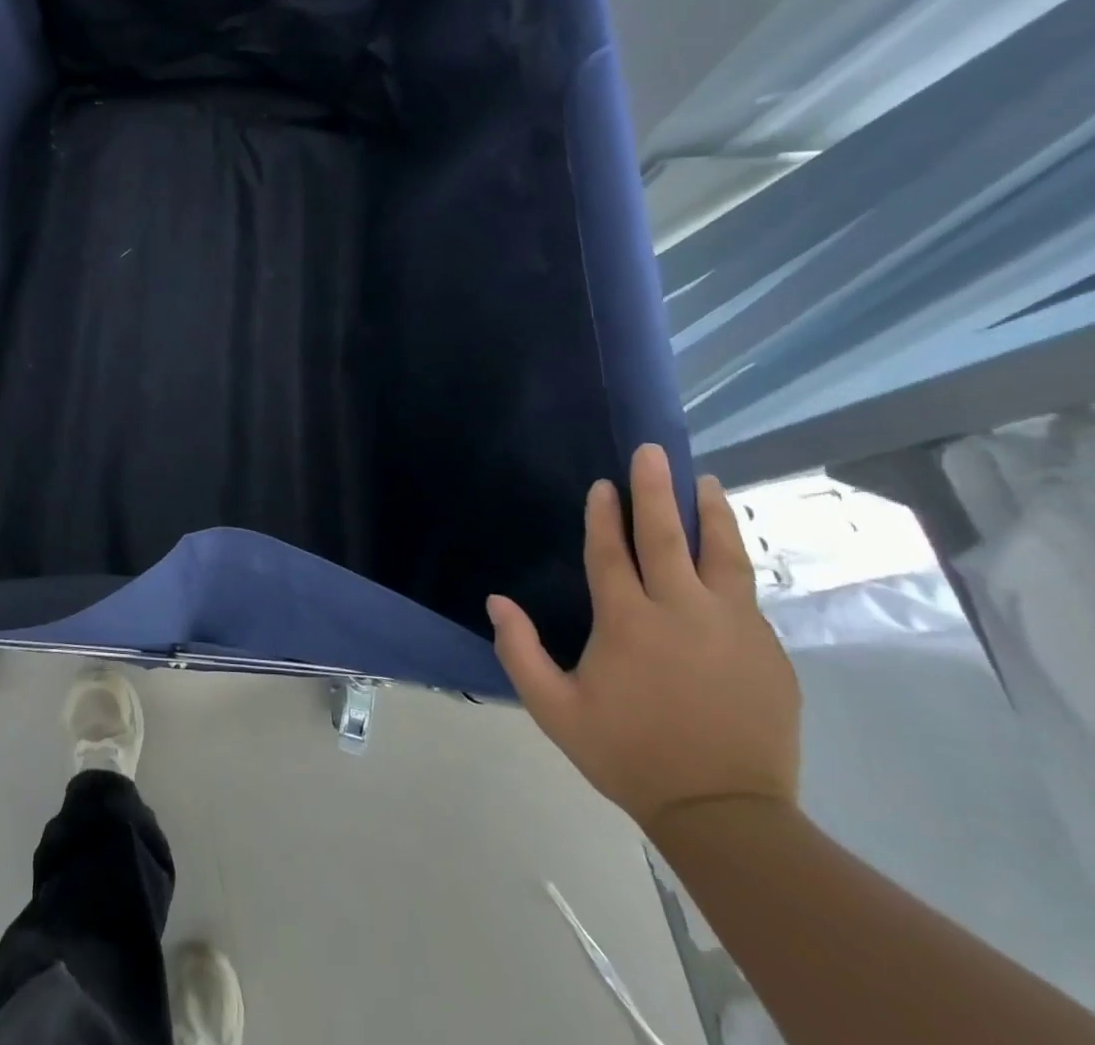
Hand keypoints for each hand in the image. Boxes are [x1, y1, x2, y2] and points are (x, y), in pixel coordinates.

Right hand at [487, 444, 799, 833]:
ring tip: (703, 481)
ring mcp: (733, 628)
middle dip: (657, 490)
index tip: (604, 483)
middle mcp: (682, 612)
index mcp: (628, 622)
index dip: (604, 515)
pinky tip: (727, 549)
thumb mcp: (554, 710)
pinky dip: (733, 559)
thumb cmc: (629, 755)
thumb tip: (497, 600)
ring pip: (723, 555)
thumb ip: (520, 651)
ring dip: (710, 513)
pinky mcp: (768, 650)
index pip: (612, 552)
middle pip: (668, 537)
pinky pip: (747, 591)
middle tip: (652, 451)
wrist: (727, 815)